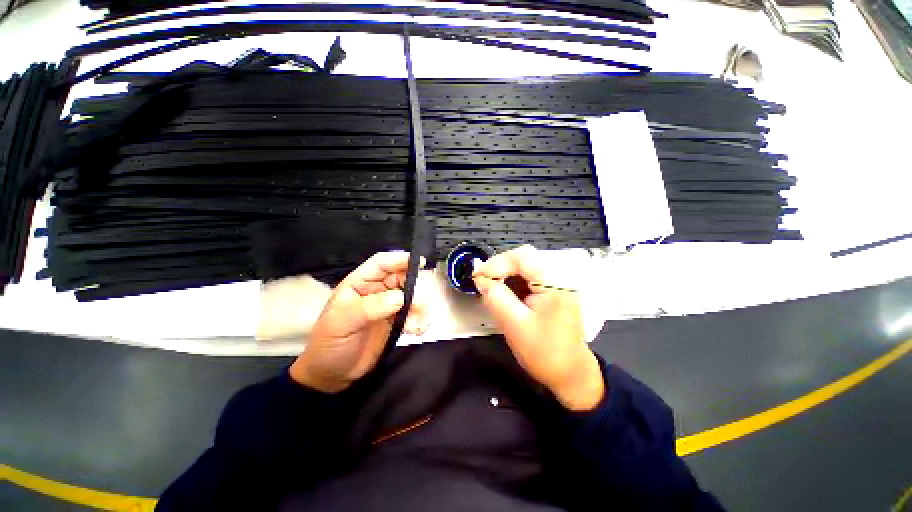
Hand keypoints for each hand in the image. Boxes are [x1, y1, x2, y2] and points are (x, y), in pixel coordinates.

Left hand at [290, 251, 427, 392]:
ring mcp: (388, 306)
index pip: (381, 264)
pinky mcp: (396, 322)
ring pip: (411, 296)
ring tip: (416, 324)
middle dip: (414, 288)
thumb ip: (368, 308)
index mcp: (359, 284)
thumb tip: (399, 297)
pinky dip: (420, 320)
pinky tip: (416, 330)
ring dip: (419, 308)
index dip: (399, 259)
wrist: (332, 377)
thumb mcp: (341, 324)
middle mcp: (376, 291)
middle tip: (420, 304)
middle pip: (402, 278)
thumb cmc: (329, 345)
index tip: (419, 262)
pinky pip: (414, 314)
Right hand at [473, 246, 603, 410]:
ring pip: (526, 265)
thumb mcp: (514, 325)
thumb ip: (496, 297)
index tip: (478, 277)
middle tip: (483, 281)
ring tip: (491, 287)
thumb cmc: (544, 353)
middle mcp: (560, 277)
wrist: (570, 373)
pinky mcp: (555, 289)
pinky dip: (514, 280)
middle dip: (500, 266)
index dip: (496, 263)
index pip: (522, 257)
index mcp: (555, 283)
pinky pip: (530, 275)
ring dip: (506, 273)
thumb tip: (480, 279)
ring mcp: (559, 282)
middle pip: (524, 257)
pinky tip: (506, 292)